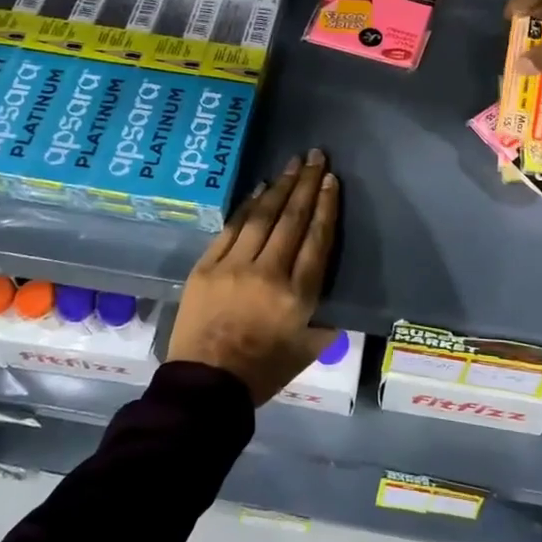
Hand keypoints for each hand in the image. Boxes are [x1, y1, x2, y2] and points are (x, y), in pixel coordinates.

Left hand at [168, 151, 340, 404]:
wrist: (205, 385)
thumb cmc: (262, 372)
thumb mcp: (308, 351)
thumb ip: (326, 322)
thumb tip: (336, 301)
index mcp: (298, 295)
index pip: (317, 239)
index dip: (326, 206)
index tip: (332, 180)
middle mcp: (269, 272)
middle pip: (292, 219)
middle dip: (306, 184)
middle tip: (316, 156)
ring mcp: (235, 266)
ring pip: (263, 216)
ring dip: (280, 187)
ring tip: (294, 164)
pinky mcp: (207, 266)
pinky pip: (232, 228)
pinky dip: (247, 205)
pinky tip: (260, 188)